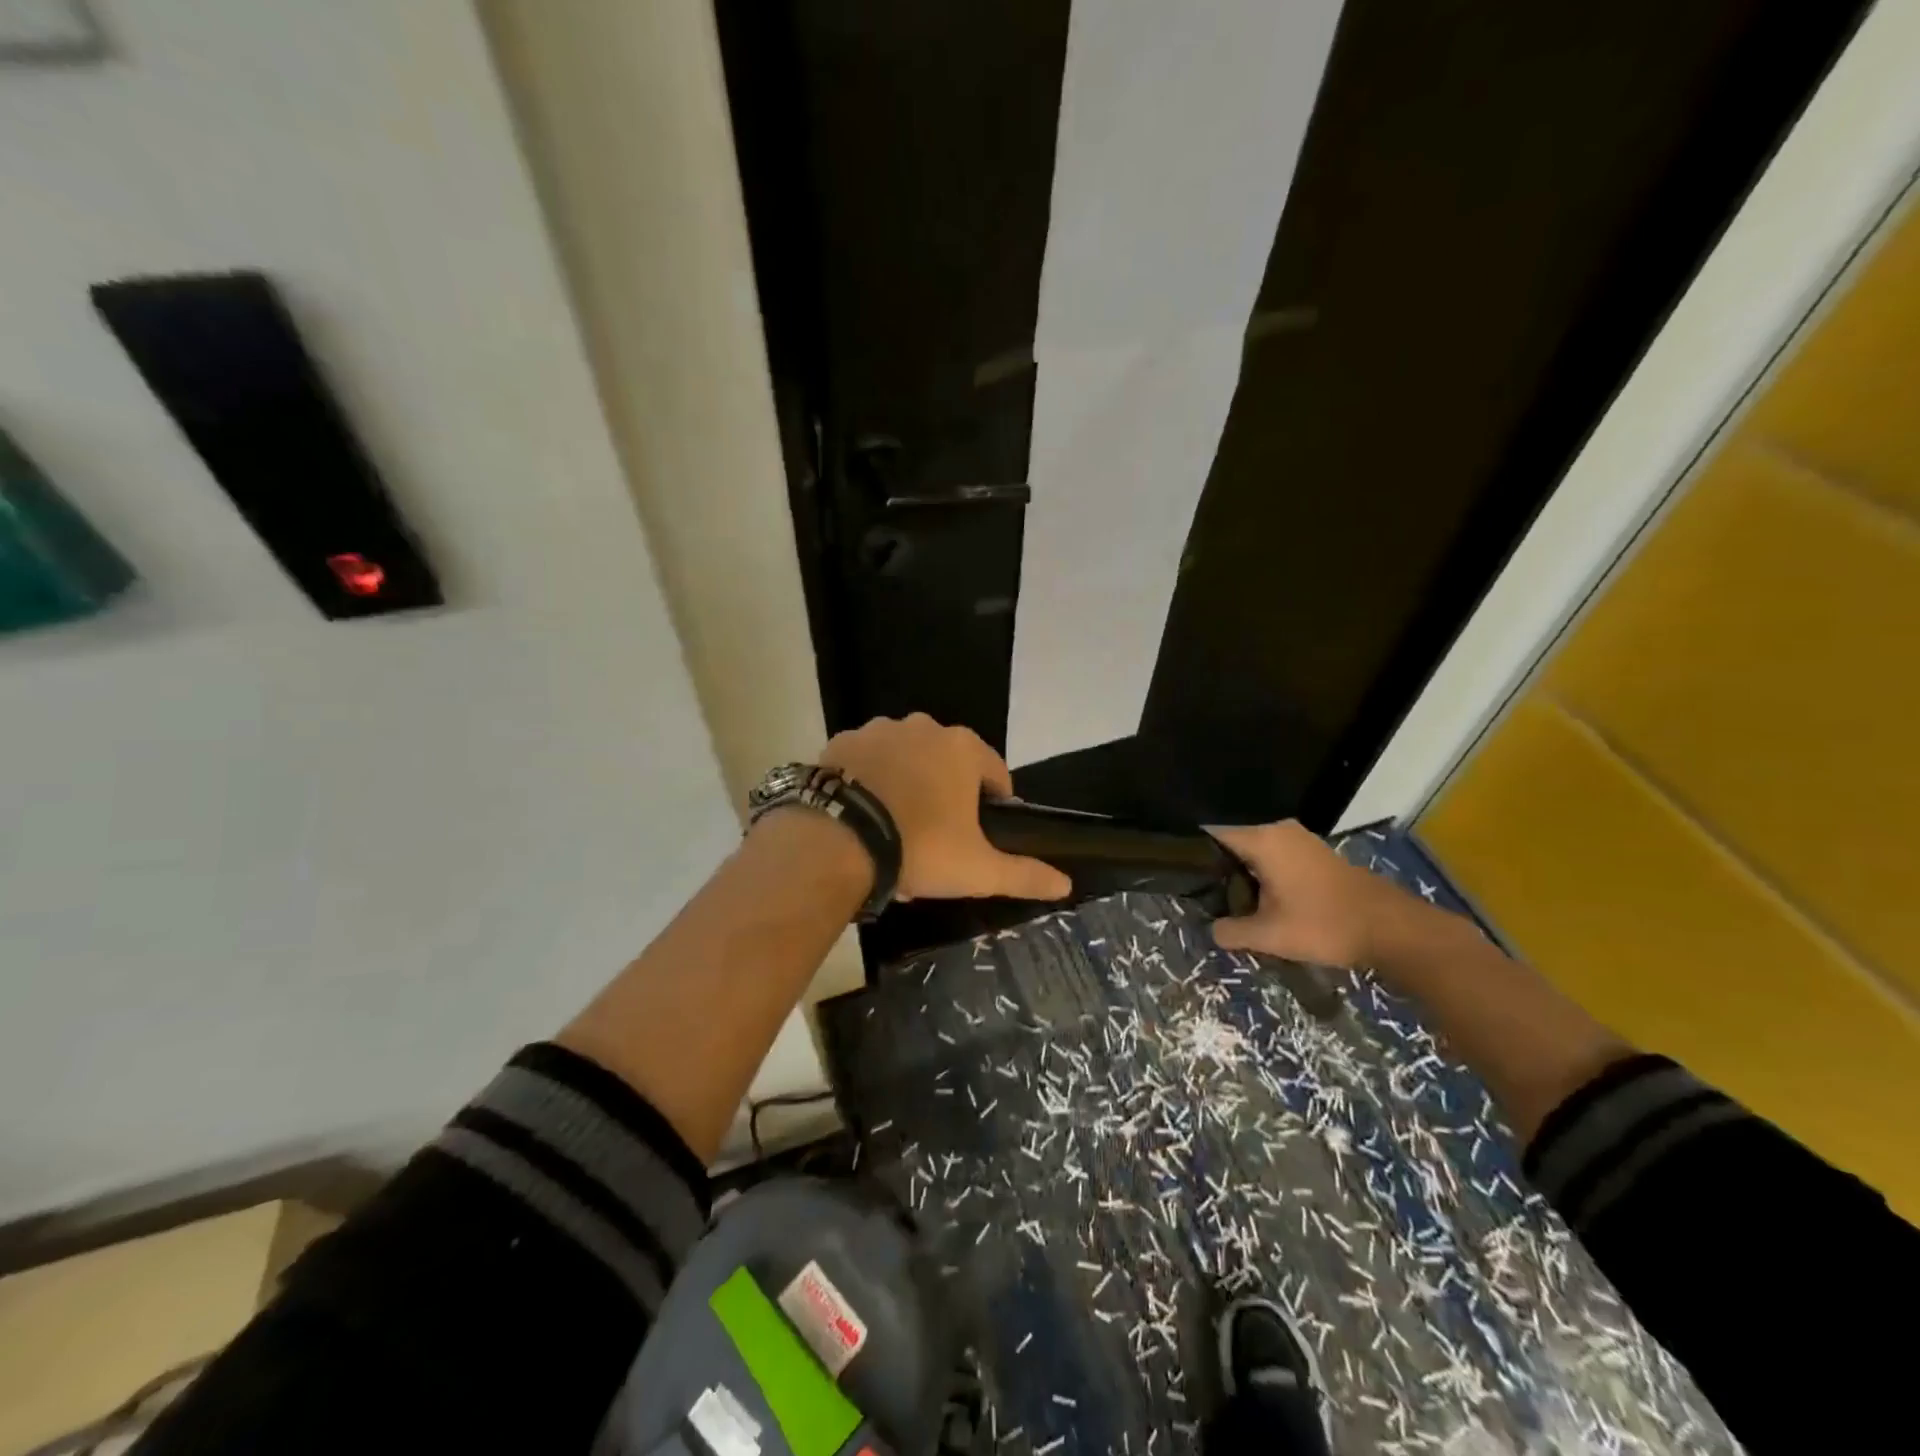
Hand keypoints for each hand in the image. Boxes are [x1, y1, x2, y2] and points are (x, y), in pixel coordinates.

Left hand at [818, 714, 1072, 901]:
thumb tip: (1066, 884)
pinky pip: (866, 762)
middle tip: (935, 840)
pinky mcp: (840, 743)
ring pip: (905, 760)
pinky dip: (869, 782)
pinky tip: (862, 816)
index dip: (994, 805)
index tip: (979, 836)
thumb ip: (1025, 874)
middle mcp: (923, 727)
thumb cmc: (920, 848)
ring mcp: (877, 730)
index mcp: (963, 748)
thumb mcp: (978, 870)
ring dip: (907, 785)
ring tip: (894, 830)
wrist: (836, 841)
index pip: (995, 772)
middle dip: (946, 795)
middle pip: (947, 763)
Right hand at [1208, 820, 1411, 966]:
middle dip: (1217, 870)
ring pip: (1255, 852)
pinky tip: (1261, 902)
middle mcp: (1278, 830)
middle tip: (1202, 897)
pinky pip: (1275, 857)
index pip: (1211, 834)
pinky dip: (1264, 876)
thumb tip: (1212, 929)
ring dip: (1243, 876)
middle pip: (1233, 843)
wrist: (1391, 930)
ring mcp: (1300, 840)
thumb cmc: (1324, 925)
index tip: (1179, 876)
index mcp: (1262, 839)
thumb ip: (1231, 931)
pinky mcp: (1314, 854)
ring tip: (1228, 903)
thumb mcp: (1269, 935)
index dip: (1192, 854)